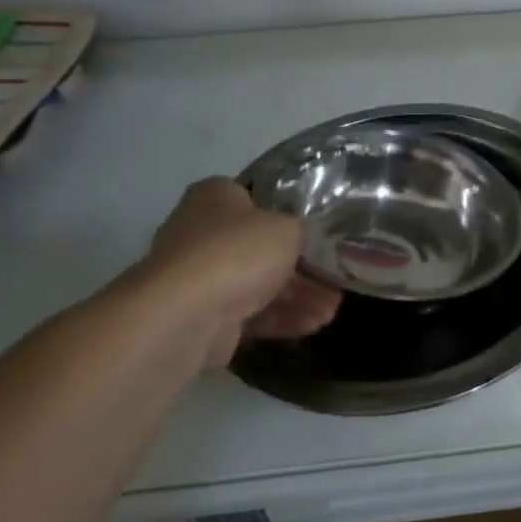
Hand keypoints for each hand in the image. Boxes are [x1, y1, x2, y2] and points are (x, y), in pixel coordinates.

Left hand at [135, 178, 340, 368]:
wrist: (187, 314)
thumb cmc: (238, 250)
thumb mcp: (287, 227)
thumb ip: (300, 230)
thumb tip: (303, 238)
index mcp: (215, 197)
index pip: (256, 199)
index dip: (288, 214)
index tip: (317, 231)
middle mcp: (202, 234)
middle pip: (260, 248)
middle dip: (301, 267)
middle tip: (333, 276)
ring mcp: (201, 279)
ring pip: (259, 285)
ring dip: (298, 296)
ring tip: (332, 308)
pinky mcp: (205, 319)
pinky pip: (251, 315)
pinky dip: (282, 318)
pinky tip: (315, 323)